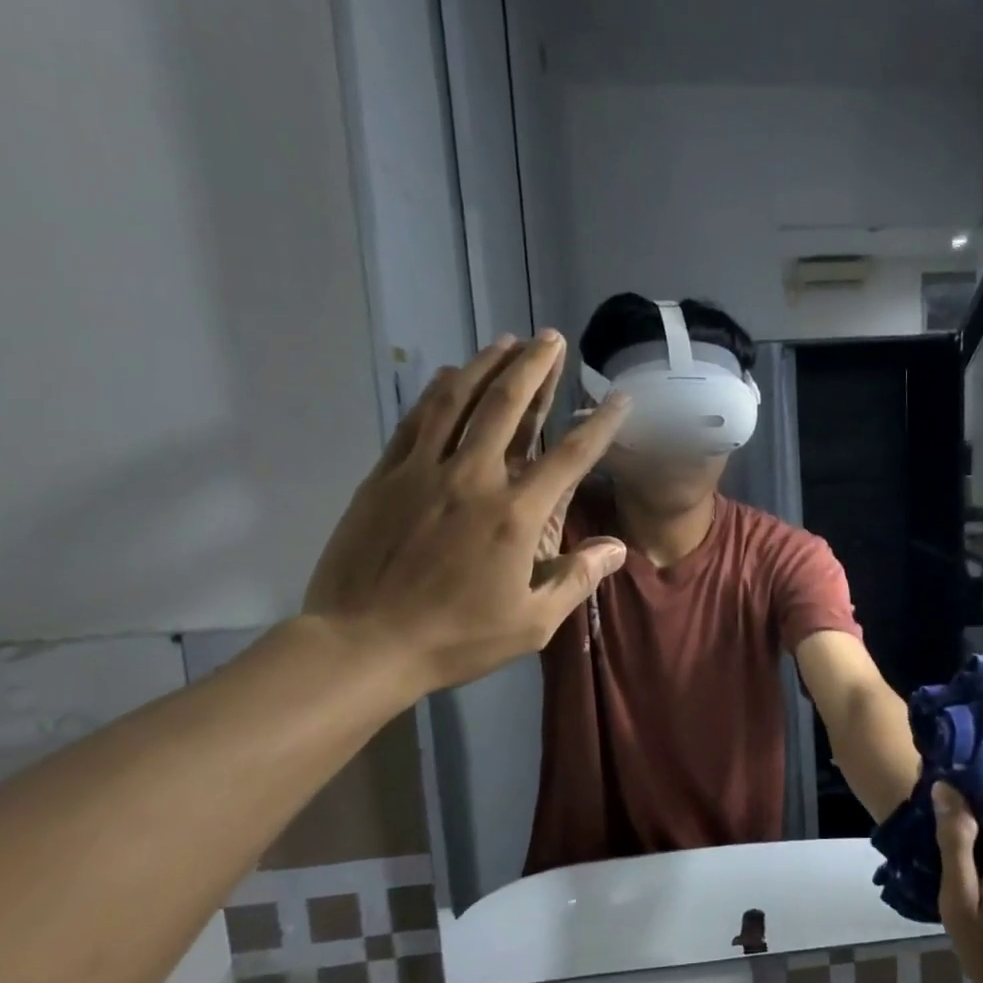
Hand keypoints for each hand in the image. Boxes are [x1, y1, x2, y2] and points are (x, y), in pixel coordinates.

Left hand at [303, 332, 629, 696]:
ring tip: (506, 340)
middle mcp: (473, 479)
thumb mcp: (532, 623)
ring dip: (486, 365)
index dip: (599, 424)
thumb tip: (618, 546)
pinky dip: (437, 392)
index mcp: (515, 515)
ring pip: (459, 401)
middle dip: (535, 366)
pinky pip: (416, 421)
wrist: (364, 644)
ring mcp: (423, 472)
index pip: (569, 456)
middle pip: (508, 406)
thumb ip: (577, 578)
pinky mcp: (385, 477)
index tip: (618, 398)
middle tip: (551, 338)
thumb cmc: (456, 638)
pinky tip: (450, 375)